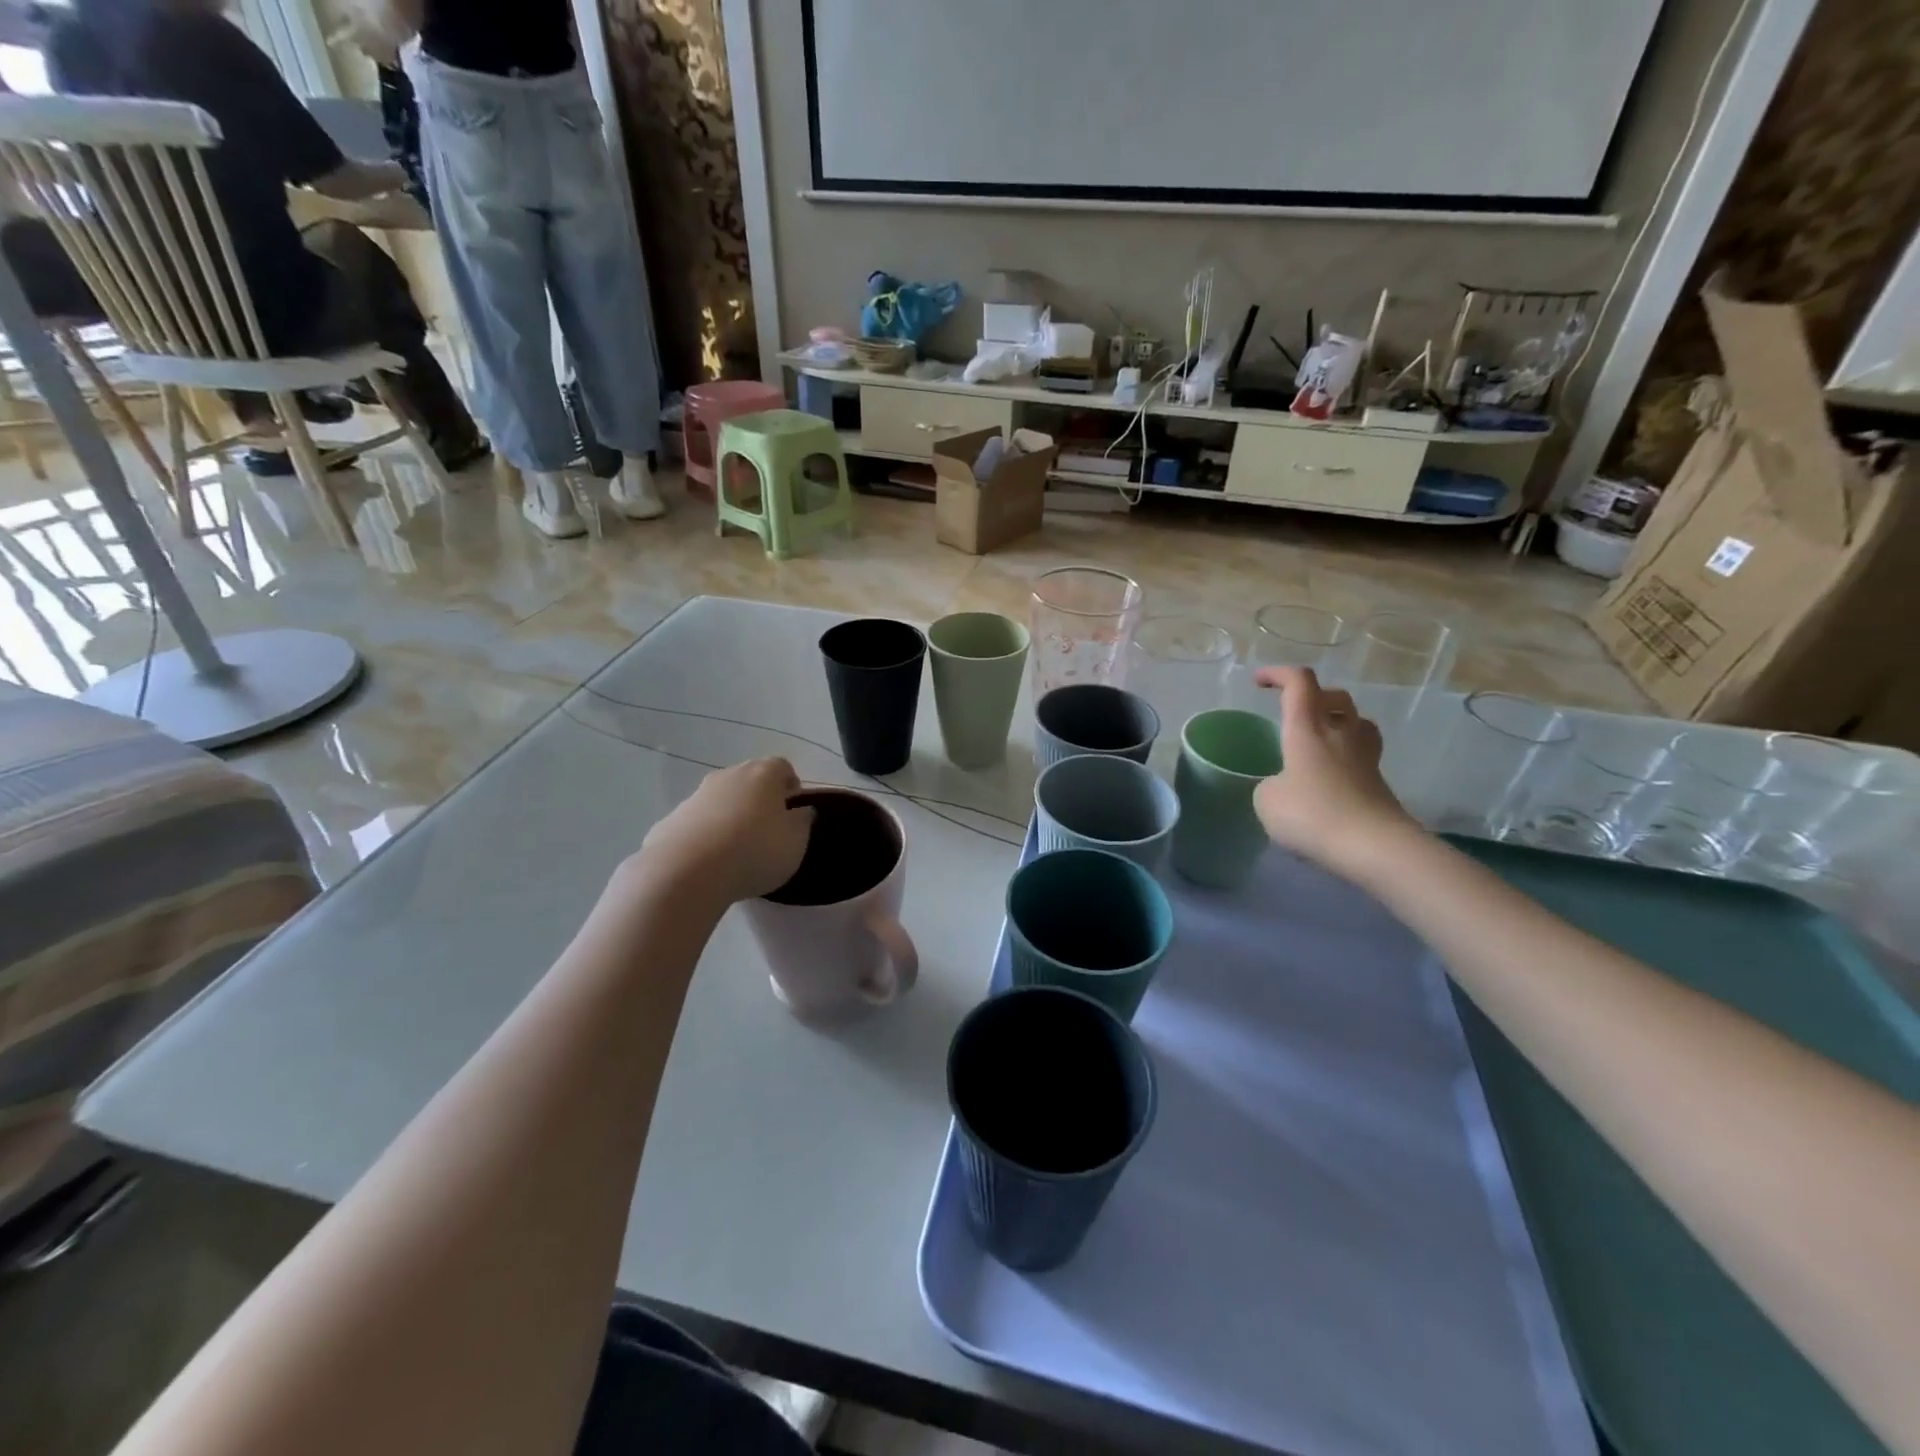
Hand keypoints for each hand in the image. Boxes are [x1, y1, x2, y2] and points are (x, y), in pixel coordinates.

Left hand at [633, 758, 814, 905]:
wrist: (686, 872)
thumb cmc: (754, 851)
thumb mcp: (796, 842)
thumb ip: (802, 822)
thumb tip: (801, 811)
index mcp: (763, 774)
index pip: (782, 767)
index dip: (791, 786)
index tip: (794, 809)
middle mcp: (728, 775)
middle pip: (749, 779)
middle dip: (760, 799)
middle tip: (768, 828)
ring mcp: (695, 796)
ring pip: (721, 800)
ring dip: (731, 816)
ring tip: (737, 849)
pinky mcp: (670, 820)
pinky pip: (697, 823)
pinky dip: (705, 835)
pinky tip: (709, 862)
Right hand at [1252, 667, 1417, 877]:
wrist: (1374, 847)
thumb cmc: (1312, 814)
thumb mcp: (1267, 800)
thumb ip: (1270, 785)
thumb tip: (1283, 785)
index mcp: (1307, 729)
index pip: (1299, 683)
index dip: (1278, 674)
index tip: (1259, 682)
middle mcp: (1340, 734)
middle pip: (1335, 697)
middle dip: (1313, 696)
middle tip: (1293, 711)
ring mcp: (1365, 758)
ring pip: (1357, 722)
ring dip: (1338, 721)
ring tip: (1320, 738)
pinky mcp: (1379, 783)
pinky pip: (1362, 755)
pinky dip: (1346, 756)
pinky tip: (1331, 776)